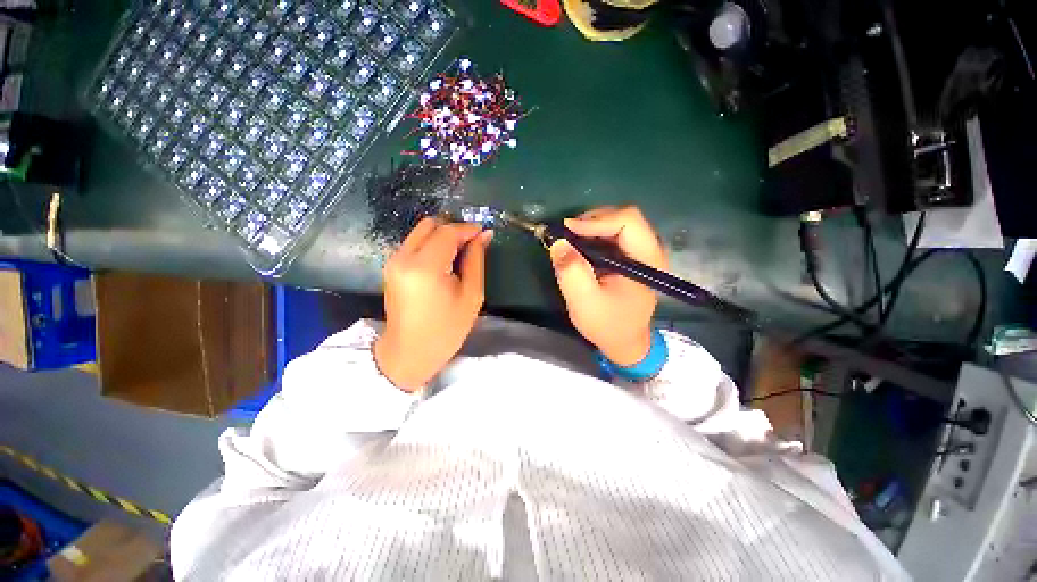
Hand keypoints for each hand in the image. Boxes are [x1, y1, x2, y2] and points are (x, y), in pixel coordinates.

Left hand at [374, 217, 492, 390]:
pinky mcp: (391, 266)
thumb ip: (476, 260)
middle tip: (472, 244)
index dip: (468, 228)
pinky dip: (432, 244)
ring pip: (420, 231)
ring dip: (442, 235)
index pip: (447, 232)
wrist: (409, 353)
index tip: (484, 233)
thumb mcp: (471, 296)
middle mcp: (403, 257)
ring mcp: (393, 260)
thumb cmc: (446, 329)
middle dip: (454, 228)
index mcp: (424, 267)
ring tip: (461, 253)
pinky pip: (414, 243)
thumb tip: (484, 235)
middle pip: (430, 224)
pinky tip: (445, 260)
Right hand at [550, 206, 665, 365]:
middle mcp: (650, 250)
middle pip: (623, 217)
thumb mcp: (584, 302)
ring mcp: (642, 252)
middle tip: (567, 235)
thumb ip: (572, 273)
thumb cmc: (608, 325)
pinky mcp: (631, 257)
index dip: (596, 220)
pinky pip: (613, 235)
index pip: (628, 221)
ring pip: (617, 223)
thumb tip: (558, 242)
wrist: (624, 341)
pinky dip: (593, 236)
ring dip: (591, 227)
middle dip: (592, 221)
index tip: (568, 231)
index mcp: (647, 260)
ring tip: (570, 240)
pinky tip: (580, 247)